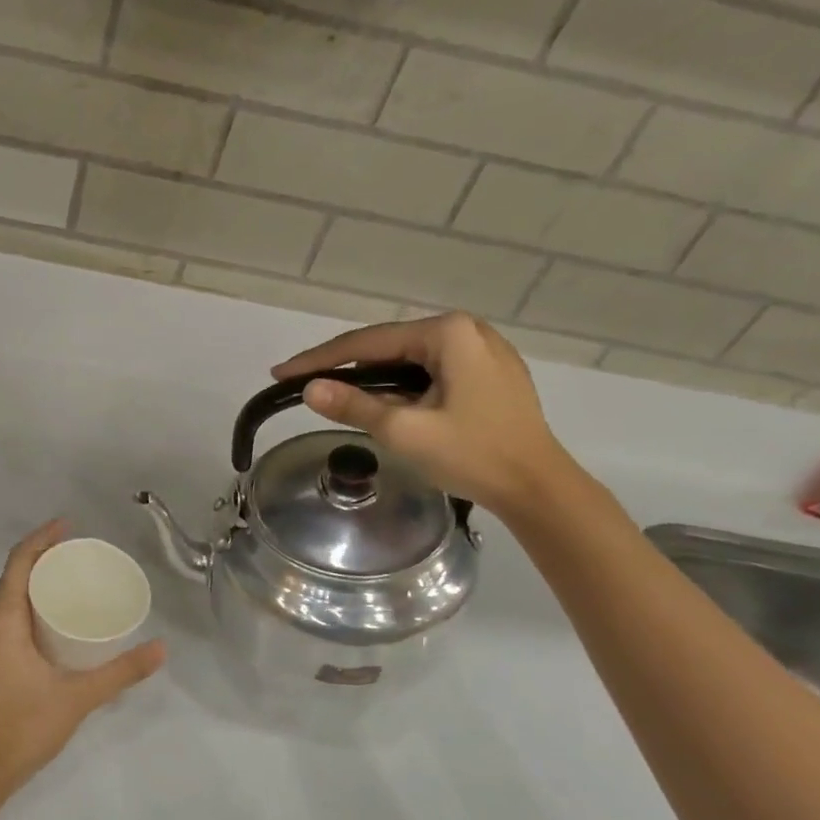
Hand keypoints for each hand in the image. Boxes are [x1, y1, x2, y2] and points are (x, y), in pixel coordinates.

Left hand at [0, 521, 165, 797]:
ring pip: (7, 596)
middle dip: (43, 556)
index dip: (42, 538)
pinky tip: (52, 618)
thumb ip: (120, 672)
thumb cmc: (23, 726)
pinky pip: (5, 614)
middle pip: (13, 574)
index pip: (19, 561)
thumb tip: (161, 649)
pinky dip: (27, 603)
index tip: (69, 526)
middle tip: (79, 553)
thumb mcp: (77, 696)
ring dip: (34, 580)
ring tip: (70, 579)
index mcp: (2, 618)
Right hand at [272, 313, 578, 520]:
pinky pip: (431, 373)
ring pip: (409, 361)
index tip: (281, 373)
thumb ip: (353, 405)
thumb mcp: (404, 430)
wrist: (539, 488)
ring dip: (373, 379)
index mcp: (449, 333)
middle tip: (304, 385)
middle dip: (345, 367)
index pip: (367, 343)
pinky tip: (382, 403)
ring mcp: (483, 353)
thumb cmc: (473, 454)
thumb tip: (308, 390)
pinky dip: (401, 387)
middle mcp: (468, 331)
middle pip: (389, 347)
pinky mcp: (490, 376)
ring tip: (335, 395)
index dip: (319, 359)